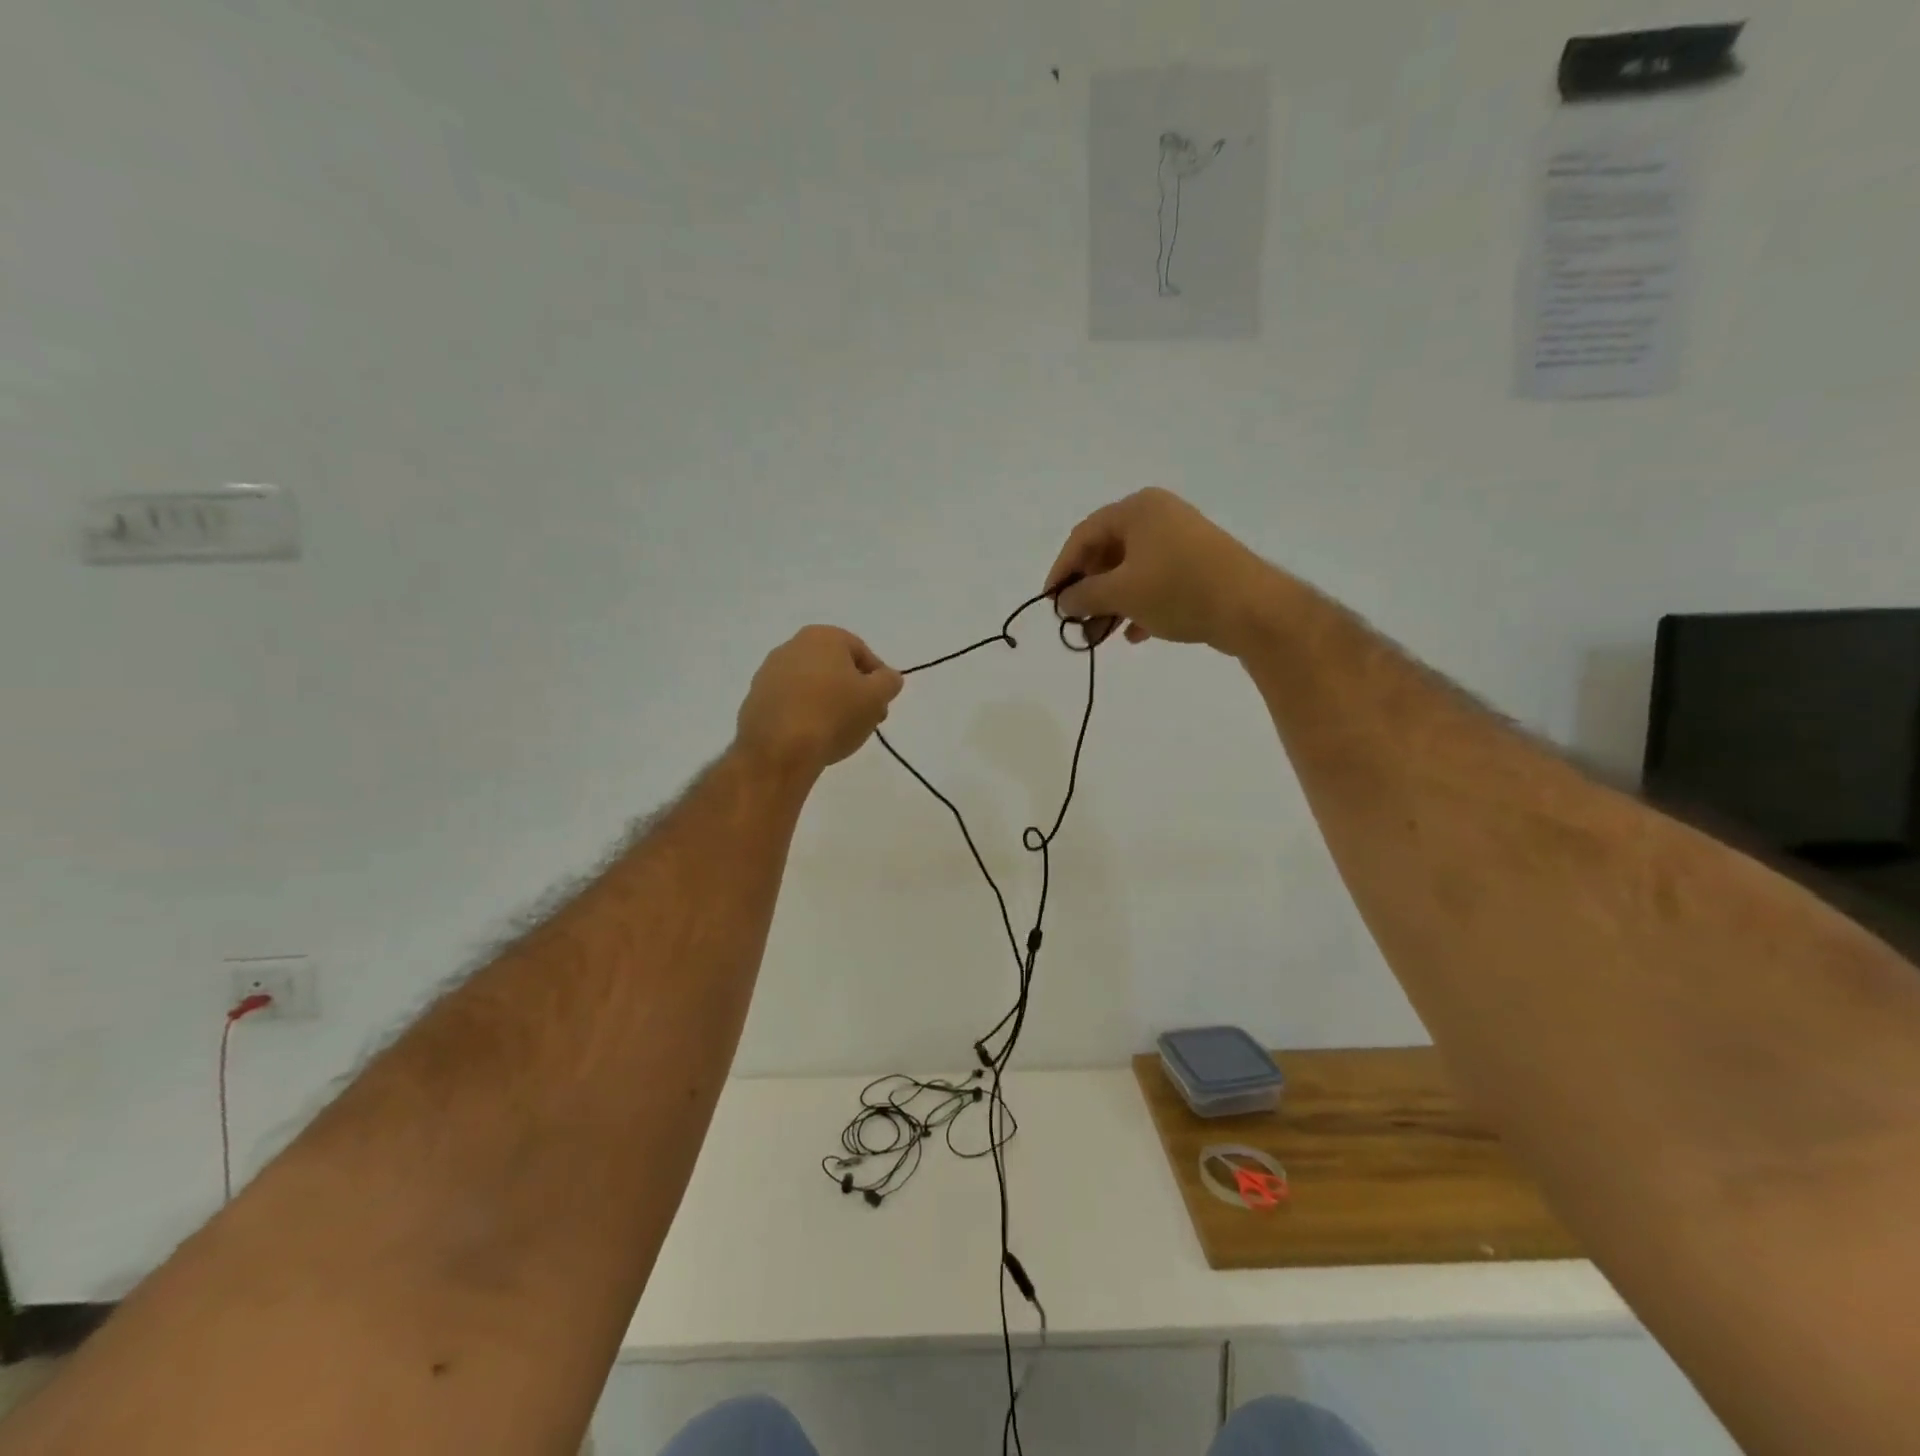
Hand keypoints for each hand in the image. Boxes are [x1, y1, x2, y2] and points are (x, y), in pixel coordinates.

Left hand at [736, 626, 904, 775]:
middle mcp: (791, 646)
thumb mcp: (876, 697)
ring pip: (811, 686)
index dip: (878, 680)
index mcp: (823, 637)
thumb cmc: (834, 714)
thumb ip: (889, 682)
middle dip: (853, 692)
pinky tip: (812, 737)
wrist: (779, 750)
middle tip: (865, 720)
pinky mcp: (754, 700)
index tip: (882, 705)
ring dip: (828, 704)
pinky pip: (790, 704)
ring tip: (839, 733)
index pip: (862, 653)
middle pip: (835, 668)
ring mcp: (768, 674)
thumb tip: (888, 677)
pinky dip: (804, 716)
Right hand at [1045, 489, 1275, 654]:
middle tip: (1077, 622)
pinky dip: (1139, 606)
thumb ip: (1084, 595)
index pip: (1083, 536)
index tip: (1050, 602)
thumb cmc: (1178, 589)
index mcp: (1137, 510)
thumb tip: (1063, 601)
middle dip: (1089, 591)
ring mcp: (1180, 540)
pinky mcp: (1197, 565)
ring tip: (1099, 636)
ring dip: (1111, 604)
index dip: (1062, 570)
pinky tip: (1133, 636)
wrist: (1251, 607)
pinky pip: (1155, 582)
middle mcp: (1158, 516)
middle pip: (1107, 553)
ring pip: (1131, 572)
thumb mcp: (1122, 593)